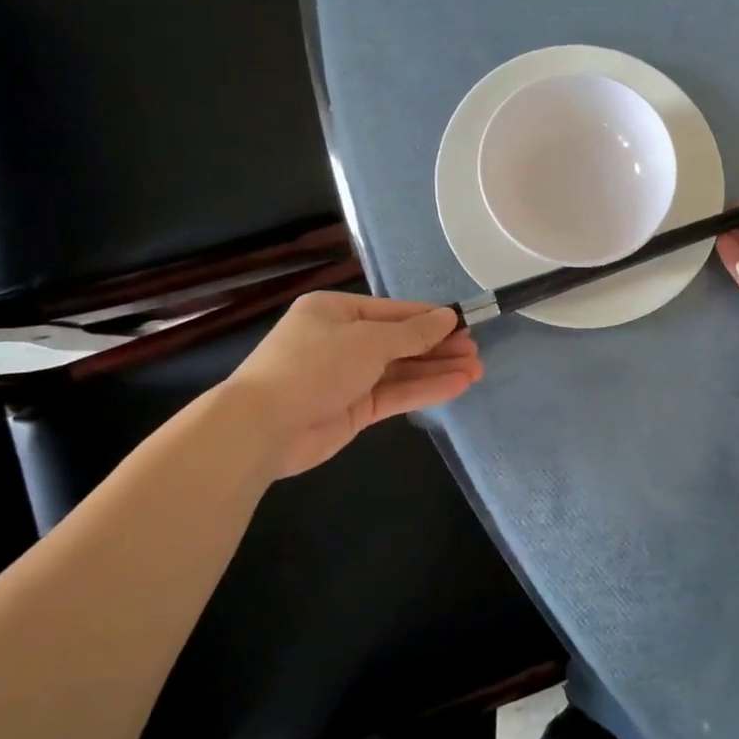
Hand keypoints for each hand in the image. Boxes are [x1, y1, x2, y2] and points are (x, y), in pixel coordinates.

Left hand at [219, 291, 483, 478]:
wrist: (263, 427)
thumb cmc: (314, 366)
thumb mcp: (368, 341)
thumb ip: (412, 333)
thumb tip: (448, 316)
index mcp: (336, 312)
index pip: (394, 311)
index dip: (430, 318)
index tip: (465, 323)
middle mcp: (342, 341)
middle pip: (400, 341)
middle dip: (438, 347)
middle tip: (475, 351)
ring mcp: (348, 377)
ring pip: (401, 370)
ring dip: (437, 369)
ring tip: (476, 369)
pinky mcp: (354, 410)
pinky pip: (395, 394)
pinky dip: (425, 390)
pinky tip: (456, 386)